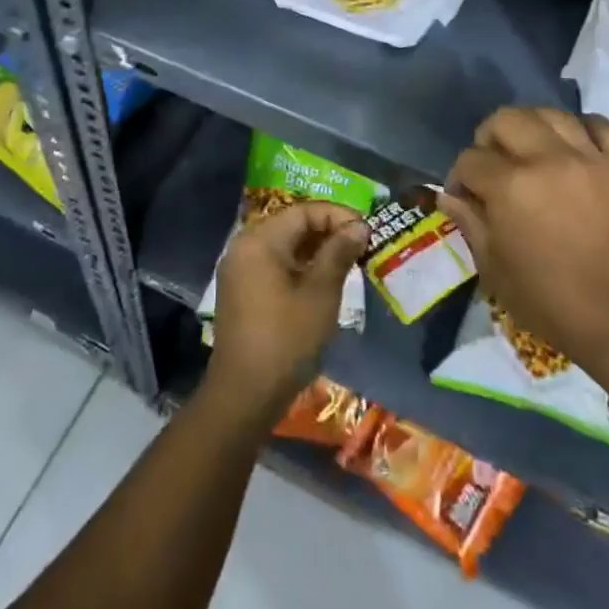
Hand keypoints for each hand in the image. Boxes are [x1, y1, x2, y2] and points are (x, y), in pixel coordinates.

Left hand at [205, 200, 366, 419]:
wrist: (244, 397)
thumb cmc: (286, 340)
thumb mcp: (320, 294)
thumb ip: (339, 253)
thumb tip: (359, 227)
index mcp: (259, 240)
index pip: (304, 212)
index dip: (338, 216)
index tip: (367, 231)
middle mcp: (245, 246)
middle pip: (293, 225)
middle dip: (329, 232)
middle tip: (361, 246)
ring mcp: (240, 270)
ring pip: (285, 246)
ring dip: (317, 250)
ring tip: (349, 263)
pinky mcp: (242, 291)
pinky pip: (275, 265)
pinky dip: (301, 267)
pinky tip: (324, 281)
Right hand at [439, 107, 608, 380]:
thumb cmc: (551, 302)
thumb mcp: (495, 270)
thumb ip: (470, 223)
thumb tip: (450, 196)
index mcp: (510, 186)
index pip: (470, 159)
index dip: (460, 177)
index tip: (464, 196)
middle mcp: (547, 159)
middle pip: (506, 119)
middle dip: (489, 138)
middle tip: (492, 165)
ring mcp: (589, 158)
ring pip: (552, 114)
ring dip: (533, 126)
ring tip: (532, 149)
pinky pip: (603, 127)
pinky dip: (585, 129)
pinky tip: (576, 146)